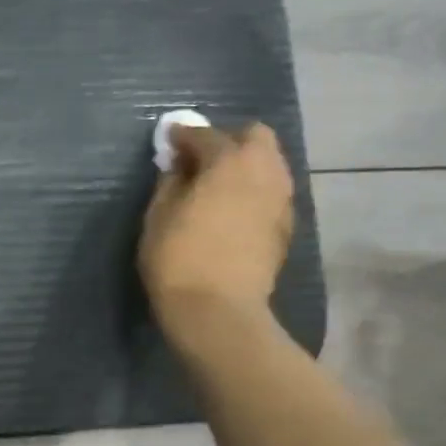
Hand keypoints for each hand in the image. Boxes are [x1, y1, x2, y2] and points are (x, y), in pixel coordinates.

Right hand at [139, 121, 294, 348]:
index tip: (168, 141)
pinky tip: (234, 211)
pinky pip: (272, 193)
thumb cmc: (178, 259)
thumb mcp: (158, 216)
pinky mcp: (287, 227)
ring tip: (218, 186)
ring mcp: (282, 199)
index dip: (183, 135)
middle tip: (201, 160)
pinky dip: (254, 192)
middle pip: (255, 137)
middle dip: (228, 140)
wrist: (218, 310)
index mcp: (229, 161)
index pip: (205, 135)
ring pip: (270, 164)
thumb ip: (169, 182)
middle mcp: (264, 171)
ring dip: (245, 166)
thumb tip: (177, 166)